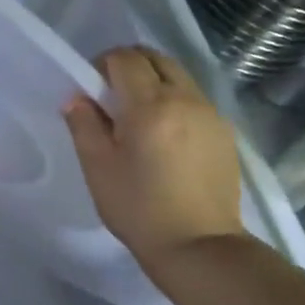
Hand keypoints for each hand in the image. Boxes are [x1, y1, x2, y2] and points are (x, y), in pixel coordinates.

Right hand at [62, 46, 245, 278]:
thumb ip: (84, 124)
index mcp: (150, 105)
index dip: (102, 65)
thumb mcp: (97, 167)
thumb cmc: (139, 208)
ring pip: (178, 76)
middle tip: (112, 96)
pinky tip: (165, 135)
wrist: (199, 247)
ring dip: (154, 82)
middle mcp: (185, 99)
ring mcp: (211, 114)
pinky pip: (194, 98)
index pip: (125, 58)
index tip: (92, 90)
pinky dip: (174, 101)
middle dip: (130, 65)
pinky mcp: (225, 132)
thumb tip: (78, 98)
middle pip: (156, 58)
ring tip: (139, 117)